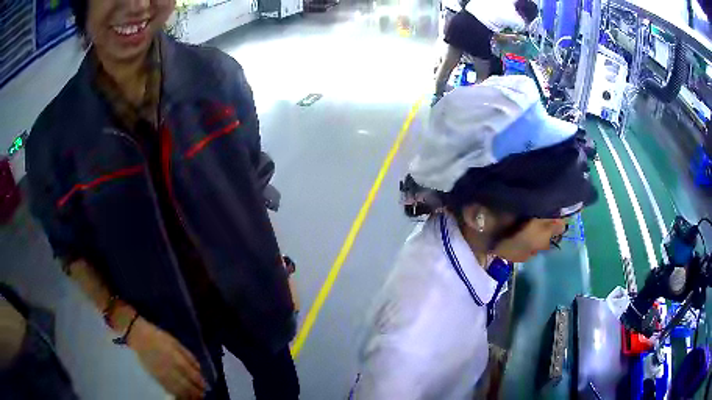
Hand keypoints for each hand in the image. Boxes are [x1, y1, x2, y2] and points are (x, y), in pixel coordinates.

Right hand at [127, 317, 205, 398]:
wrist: (137, 336)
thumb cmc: (157, 337)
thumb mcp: (175, 342)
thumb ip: (188, 355)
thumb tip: (199, 369)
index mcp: (177, 359)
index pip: (193, 375)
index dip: (201, 382)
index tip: (206, 386)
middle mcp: (171, 369)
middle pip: (187, 385)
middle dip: (197, 391)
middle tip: (202, 394)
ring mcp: (163, 375)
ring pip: (179, 390)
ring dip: (189, 395)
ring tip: (195, 397)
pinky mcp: (155, 378)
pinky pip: (169, 389)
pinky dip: (177, 394)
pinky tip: (182, 396)